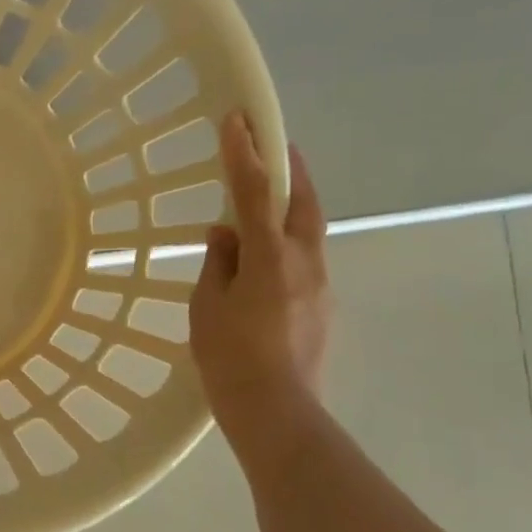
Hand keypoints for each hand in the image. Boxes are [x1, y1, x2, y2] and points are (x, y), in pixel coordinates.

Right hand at [190, 111, 330, 434]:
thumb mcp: (208, 306)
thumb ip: (218, 263)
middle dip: (288, 168)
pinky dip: (288, 242)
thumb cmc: (230, 357)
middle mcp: (304, 262)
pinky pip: (305, 259)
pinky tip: (266, 258)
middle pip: (302, 201)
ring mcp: (320, 285)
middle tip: (273, 144)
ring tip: (266, 199)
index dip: (245, 154)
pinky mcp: (322, 306)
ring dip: (291, 205)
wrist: (276, 411)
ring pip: (308, 230)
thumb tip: (226, 235)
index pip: (255, 193)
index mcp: (270, 257)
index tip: (237, 120)